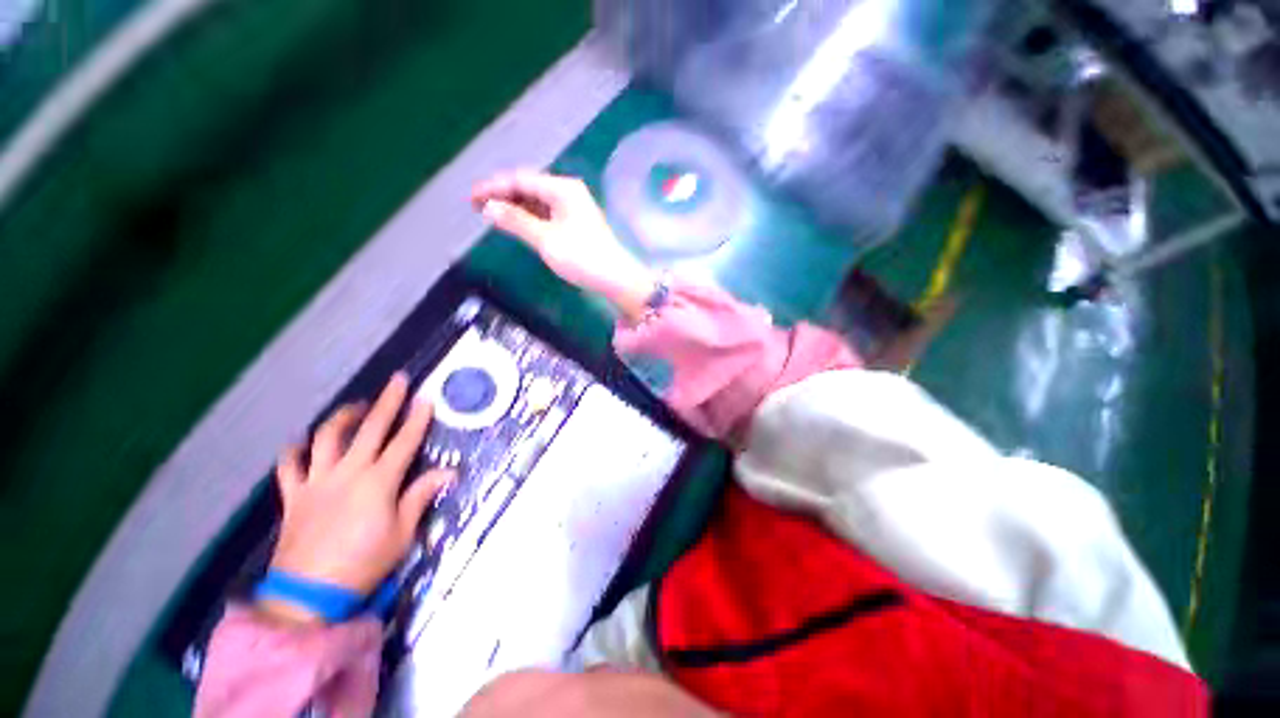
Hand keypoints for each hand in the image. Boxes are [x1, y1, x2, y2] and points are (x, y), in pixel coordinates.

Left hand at [262, 374, 452, 623]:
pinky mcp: (294, 496)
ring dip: (343, 417)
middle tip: (397, 380)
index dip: (417, 418)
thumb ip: (421, 497)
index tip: (426, 398)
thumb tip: (449, 473)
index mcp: (379, 481)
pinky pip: (289, 466)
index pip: (404, 441)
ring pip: (326, 438)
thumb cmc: (364, 563)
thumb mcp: (403, 533)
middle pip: (370, 429)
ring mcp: (317, 481)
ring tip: (356, 407)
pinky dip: (295, 451)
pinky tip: (303, 443)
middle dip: (387, 401)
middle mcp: (348, 472)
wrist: (309, 595)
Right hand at [472, 171, 657, 323]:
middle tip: (477, 207)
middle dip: (502, 195)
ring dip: (515, 206)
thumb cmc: (582, 257)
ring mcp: (574, 208)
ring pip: (537, 201)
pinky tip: (517, 223)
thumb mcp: (545, 240)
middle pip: (528, 187)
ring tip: (492, 215)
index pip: (520, 180)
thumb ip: (516, 221)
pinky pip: (547, 213)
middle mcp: (568, 192)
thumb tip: (488, 207)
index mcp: (562, 189)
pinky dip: (530, 217)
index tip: (470, 198)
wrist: (615, 278)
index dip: (493, 187)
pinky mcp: (576, 223)